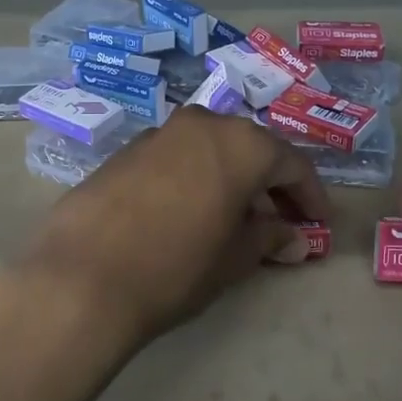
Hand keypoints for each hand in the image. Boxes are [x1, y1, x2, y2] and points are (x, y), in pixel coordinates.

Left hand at [18, 108, 328, 358]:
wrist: (82, 276)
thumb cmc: (176, 267)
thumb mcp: (234, 258)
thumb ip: (269, 239)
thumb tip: (293, 238)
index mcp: (240, 143)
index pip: (292, 163)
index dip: (310, 195)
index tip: (319, 223)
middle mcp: (202, 124)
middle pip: (250, 148)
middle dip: (269, 183)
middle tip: (281, 219)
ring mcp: (158, 133)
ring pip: (209, 149)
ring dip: (229, 177)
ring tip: (234, 217)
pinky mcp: (124, 151)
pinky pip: (175, 158)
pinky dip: (193, 177)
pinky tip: (188, 211)